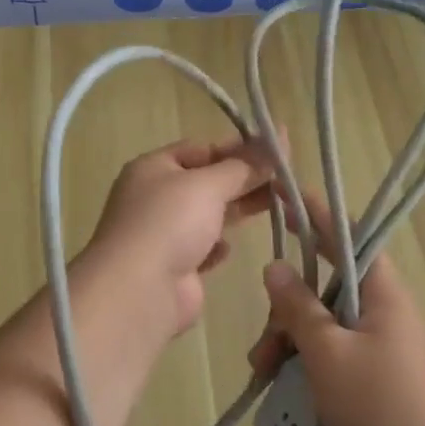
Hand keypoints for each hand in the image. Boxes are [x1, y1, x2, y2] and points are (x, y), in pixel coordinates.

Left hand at [82, 138, 276, 341]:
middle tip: (284, 178)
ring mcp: (162, 234)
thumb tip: (281, 134)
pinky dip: (217, 246)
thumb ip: (246, 165)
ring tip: (276, 206)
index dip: (236, 148)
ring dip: (235, 211)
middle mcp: (154, 197)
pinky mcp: (173, 267)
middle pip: (205, 182)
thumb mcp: (209, 184)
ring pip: (206, 215)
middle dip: (242, 179)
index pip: (199, 149)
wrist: (140, 291)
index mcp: (152, 168)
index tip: (273, 152)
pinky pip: (201, 249)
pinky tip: (230, 248)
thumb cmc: (170, 223)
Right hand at [251, 194, 424, 425]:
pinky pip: (330, 352)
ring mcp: (378, 342)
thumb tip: (276, 267)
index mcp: (381, 292)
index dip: (315, 213)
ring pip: (321, 323)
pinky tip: (279, 387)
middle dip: (286, 311)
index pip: (346, 235)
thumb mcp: (327, 352)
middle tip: (263, 348)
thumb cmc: (377, 405)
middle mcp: (382, 309)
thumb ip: (298, 306)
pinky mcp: (372, 373)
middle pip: (324, 288)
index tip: (283, 196)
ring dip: (288, 342)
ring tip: (264, 374)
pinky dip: (303, 362)